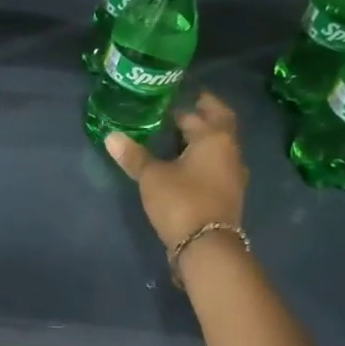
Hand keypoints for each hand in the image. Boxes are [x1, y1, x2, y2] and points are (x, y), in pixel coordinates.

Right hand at [105, 90, 248, 248]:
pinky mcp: (228, 194)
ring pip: (219, 146)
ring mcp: (233, 174)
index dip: (184, 104)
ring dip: (204, 137)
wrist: (207, 247)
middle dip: (204, 113)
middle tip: (184, 106)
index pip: (200, 112)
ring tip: (179, 134)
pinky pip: (217, 165)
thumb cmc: (181, 200)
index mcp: (214, 138)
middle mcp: (230, 151)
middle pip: (219, 124)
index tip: (169, 98)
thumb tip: (111, 135)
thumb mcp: (152, 176)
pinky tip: (186, 162)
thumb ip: (134, 155)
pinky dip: (204, 157)